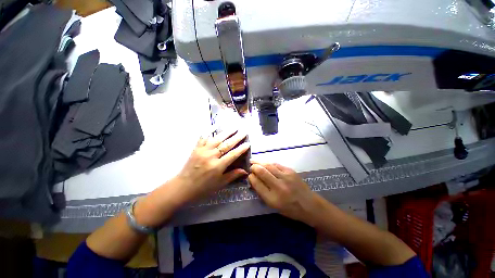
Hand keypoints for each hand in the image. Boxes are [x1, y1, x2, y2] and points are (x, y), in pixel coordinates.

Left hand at [176, 129, 249, 201]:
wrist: (183, 187)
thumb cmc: (203, 187)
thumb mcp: (220, 183)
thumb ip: (233, 175)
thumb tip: (245, 171)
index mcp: (217, 166)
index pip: (233, 154)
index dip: (241, 149)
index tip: (248, 143)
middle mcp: (211, 156)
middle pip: (226, 144)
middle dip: (236, 137)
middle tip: (244, 131)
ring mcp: (202, 151)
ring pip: (217, 139)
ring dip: (226, 132)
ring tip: (234, 127)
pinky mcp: (196, 149)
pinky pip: (203, 138)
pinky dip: (209, 131)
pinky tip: (215, 126)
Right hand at [248, 163, 321, 225]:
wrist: (310, 205)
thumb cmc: (290, 209)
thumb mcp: (274, 206)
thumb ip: (262, 193)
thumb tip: (254, 179)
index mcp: (273, 199)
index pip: (257, 184)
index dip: (251, 177)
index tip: (249, 175)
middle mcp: (279, 187)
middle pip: (262, 172)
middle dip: (254, 167)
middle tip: (250, 165)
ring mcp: (286, 177)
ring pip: (269, 165)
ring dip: (260, 162)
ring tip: (254, 160)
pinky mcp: (291, 171)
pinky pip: (276, 164)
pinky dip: (269, 163)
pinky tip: (265, 162)